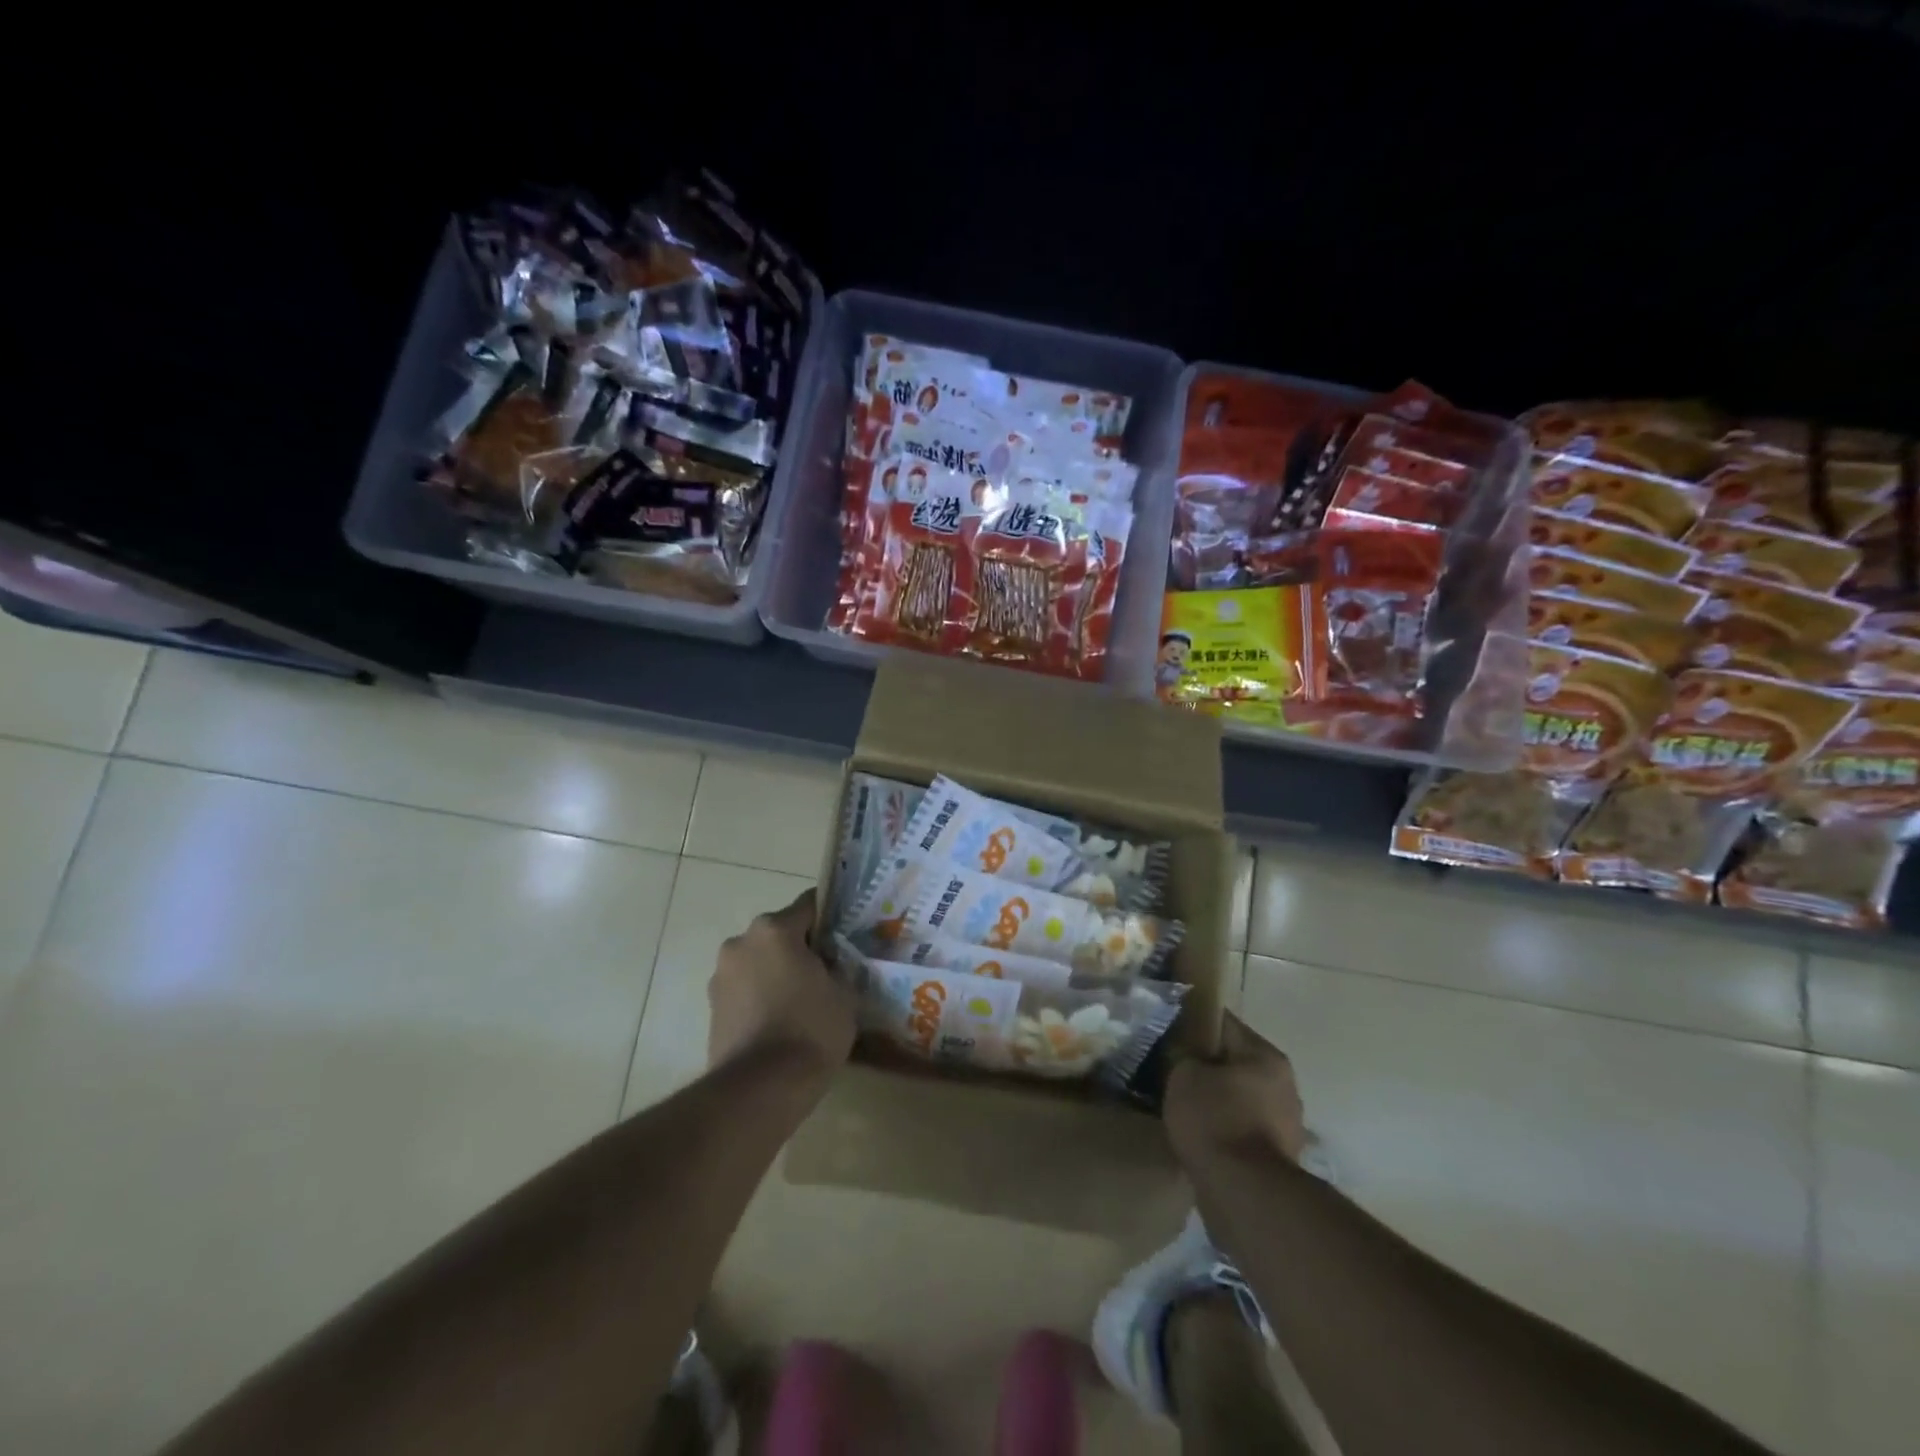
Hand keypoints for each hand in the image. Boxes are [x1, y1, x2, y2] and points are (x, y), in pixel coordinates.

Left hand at [708, 892, 856, 1082]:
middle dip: (801, 948)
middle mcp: (741, 942)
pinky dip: (761, 997)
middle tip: (827, 972)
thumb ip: (838, 968)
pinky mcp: (711, 1008)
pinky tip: (781, 1023)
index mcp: (775, 929)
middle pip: (780, 934)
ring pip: (760, 962)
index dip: (831, 918)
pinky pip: (746, 990)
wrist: (759, 1090)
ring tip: (803, 1002)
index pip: (810, 905)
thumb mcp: (844, 993)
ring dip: (778, 973)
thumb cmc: (810, 1030)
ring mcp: (721, 976)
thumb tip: (831, 965)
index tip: (847, 934)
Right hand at [1164, 1013, 1306, 1165]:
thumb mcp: (1184, 1074)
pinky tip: (1200, 1135)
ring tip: (1184, 1107)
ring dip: (1216, 1100)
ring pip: (1239, 1097)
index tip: (1169, 1032)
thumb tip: (1185, 1052)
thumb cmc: (1215, 1121)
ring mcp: (1286, 1123)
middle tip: (1172, 1071)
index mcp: (1266, 1055)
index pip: (1224, 1023)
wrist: (1245, 1194)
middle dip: (1206, 1066)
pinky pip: (1243, 1128)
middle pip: (1235, 1062)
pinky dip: (1224, 1129)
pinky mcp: (1279, 1157)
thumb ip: (1184, 1054)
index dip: (1193, 1024)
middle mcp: (1284, 1084)